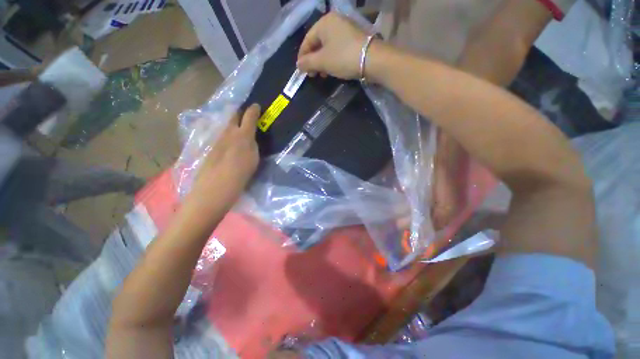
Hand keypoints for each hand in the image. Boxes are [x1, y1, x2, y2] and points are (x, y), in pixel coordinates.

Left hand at [186, 104, 260, 212]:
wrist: (214, 190)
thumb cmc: (240, 176)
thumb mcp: (253, 160)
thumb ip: (253, 146)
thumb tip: (250, 139)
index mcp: (242, 136)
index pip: (249, 116)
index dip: (253, 109)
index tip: (256, 105)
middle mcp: (228, 133)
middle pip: (233, 116)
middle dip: (240, 112)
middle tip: (247, 114)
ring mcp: (217, 140)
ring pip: (226, 126)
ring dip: (233, 123)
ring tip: (240, 127)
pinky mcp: (211, 148)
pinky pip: (222, 136)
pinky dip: (228, 134)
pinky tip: (231, 142)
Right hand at [297, 13, 366, 79]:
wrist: (372, 60)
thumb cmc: (343, 58)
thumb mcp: (322, 61)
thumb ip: (308, 63)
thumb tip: (298, 65)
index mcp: (324, 23)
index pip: (307, 40)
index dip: (302, 56)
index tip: (301, 70)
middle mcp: (334, 22)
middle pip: (317, 43)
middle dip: (313, 60)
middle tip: (312, 74)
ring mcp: (345, 30)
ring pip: (327, 47)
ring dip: (322, 62)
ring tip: (321, 75)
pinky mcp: (353, 39)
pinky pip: (337, 49)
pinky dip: (331, 60)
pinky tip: (331, 70)